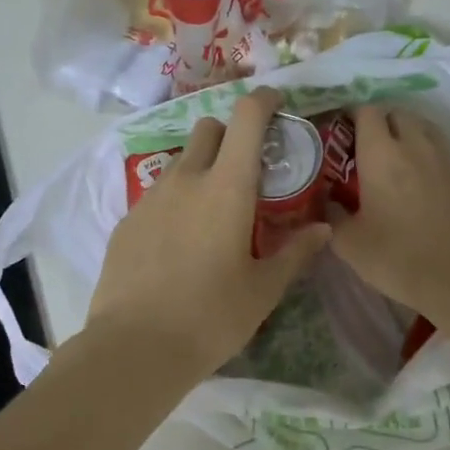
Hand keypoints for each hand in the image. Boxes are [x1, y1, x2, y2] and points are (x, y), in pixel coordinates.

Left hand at [84, 89, 330, 372]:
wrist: (134, 347)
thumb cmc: (211, 316)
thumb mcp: (263, 289)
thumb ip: (295, 252)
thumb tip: (322, 229)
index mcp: (227, 187)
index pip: (246, 118)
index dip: (264, 101)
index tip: (276, 104)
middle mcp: (186, 179)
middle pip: (209, 128)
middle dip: (230, 134)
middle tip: (246, 168)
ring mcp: (151, 197)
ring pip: (181, 161)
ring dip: (201, 168)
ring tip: (212, 211)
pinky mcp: (127, 220)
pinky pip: (158, 193)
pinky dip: (176, 199)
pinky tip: (179, 242)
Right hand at [327, 105, 449, 318]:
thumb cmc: (399, 258)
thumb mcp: (350, 244)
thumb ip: (332, 216)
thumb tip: (327, 202)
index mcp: (381, 154)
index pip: (366, 112)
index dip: (352, 115)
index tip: (341, 132)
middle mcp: (415, 146)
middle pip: (397, 113)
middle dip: (380, 122)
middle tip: (366, 147)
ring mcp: (446, 159)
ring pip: (424, 127)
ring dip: (407, 133)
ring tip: (395, 158)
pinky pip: (442, 151)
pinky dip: (428, 155)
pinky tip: (422, 182)